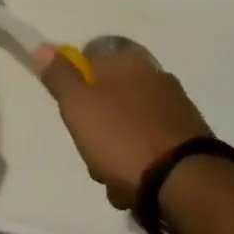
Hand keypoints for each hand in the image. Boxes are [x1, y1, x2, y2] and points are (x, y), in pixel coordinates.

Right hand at [33, 38, 213, 209]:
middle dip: (97, 128)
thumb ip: (59, 76)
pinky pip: (151, 146)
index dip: (76, 86)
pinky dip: (141, 164)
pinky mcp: (189, 137)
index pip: (90, 60)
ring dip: (117, 152)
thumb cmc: (122, 137)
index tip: (72, 112)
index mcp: (127, 61)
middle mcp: (154, 75)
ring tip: (115, 179)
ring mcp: (175, 106)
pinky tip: (137, 187)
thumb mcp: (78, 105)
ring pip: (129, 125)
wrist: (185, 181)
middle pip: (110, 97)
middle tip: (92, 151)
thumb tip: (44, 46)